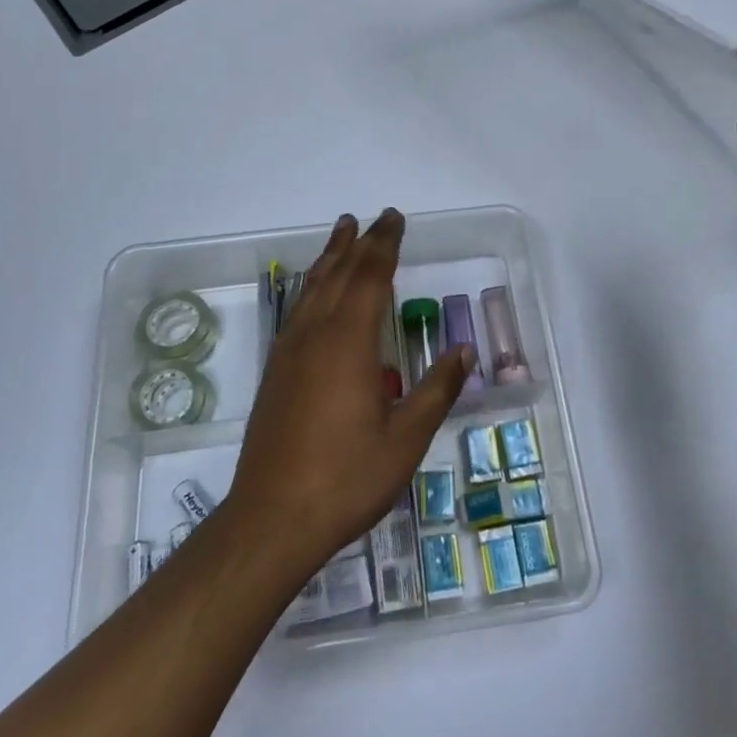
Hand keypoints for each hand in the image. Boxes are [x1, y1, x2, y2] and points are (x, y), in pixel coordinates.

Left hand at [225, 209, 471, 582]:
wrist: (272, 518)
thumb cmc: (347, 478)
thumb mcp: (406, 439)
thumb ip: (436, 390)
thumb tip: (464, 351)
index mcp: (350, 342)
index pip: (370, 276)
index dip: (385, 245)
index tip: (395, 219)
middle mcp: (317, 334)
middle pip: (340, 273)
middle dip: (361, 242)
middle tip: (378, 218)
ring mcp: (291, 350)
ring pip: (313, 286)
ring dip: (332, 255)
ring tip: (343, 230)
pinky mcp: (277, 369)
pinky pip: (298, 307)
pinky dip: (312, 284)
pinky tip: (315, 289)